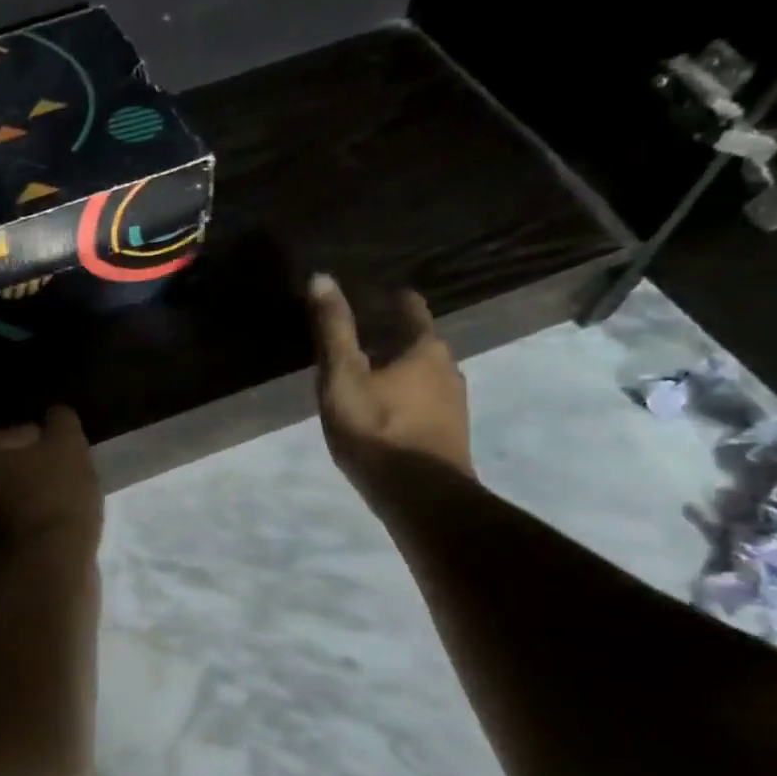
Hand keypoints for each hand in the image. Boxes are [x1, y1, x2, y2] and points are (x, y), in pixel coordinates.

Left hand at [0, 405, 102, 558]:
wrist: (49, 570)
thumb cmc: (56, 498)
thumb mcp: (68, 446)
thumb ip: (61, 422)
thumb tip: (55, 415)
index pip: (20, 434)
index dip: (51, 443)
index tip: (71, 459)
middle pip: (15, 467)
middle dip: (41, 471)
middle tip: (71, 481)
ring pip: (17, 498)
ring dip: (38, 499)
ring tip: (68, 507)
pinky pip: (20, 526)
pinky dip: (36, 524)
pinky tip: (58, 530)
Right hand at [308, 275, 474, 488]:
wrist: (422, 497)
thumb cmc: (377, 430)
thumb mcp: (343, 377)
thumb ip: (333, 330)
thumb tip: (322, 278)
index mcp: (425, 347)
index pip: (408, 306)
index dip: (384, 299)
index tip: (360, 301)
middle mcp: (449, 366)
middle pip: (415, 340)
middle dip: (385, 338)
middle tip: (350, 347)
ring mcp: (454, 402)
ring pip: (421, 373)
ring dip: (395, 372)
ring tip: (361, 383)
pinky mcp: (451, 433)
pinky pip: (424, 402)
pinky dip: (404, 399)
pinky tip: (381, 416)